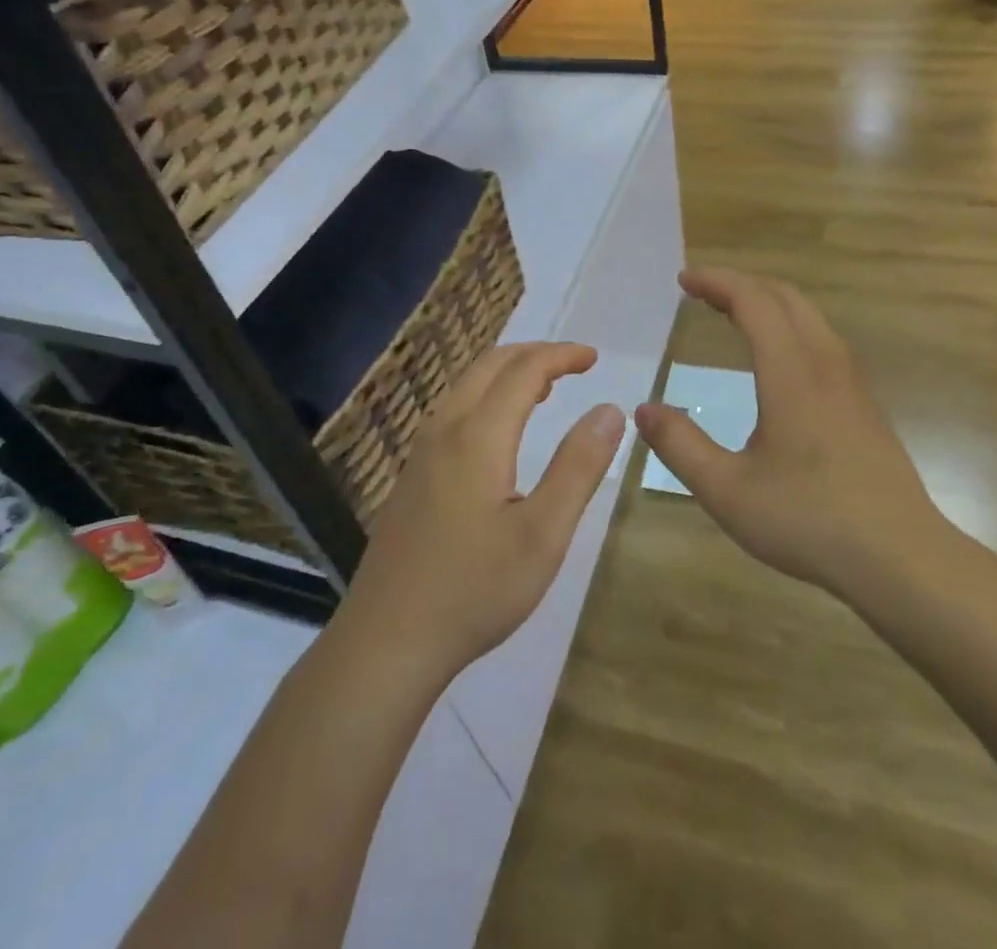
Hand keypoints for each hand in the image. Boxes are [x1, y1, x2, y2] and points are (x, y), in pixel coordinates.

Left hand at [344, 344, 623, 677]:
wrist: (386, 642)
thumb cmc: (474, 590)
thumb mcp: (543, 534)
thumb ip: (579, 467)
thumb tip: (609, 409)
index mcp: (478, 437)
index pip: (524, 371)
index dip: (561, 356)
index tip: (593, 358)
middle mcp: (444, 431)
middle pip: (489, 366)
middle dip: (534, 355)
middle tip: (573, 366)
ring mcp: (420, 454)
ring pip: (465, 387)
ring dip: (506, 374)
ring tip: (544, 390)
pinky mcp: (410, 478)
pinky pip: (451, 412)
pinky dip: (485, 397)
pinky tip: (498, 433)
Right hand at [635, 269, 948, 599]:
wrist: (902, 558)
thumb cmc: (809, 520)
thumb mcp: (727, 491)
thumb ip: (680, 446)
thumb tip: (644, 410)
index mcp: (791, 373)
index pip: (753, 301)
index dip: (717, 282)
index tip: (684, 280)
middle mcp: (825, 364)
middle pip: (785, 297)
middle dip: (741, 284)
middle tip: (703, 292)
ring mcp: (851, 384)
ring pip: (810, 317)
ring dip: (768, 303)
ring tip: (734, 315)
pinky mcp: (864, 405)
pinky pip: (822, 341)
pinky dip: (789, 326)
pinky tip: (777, 360)